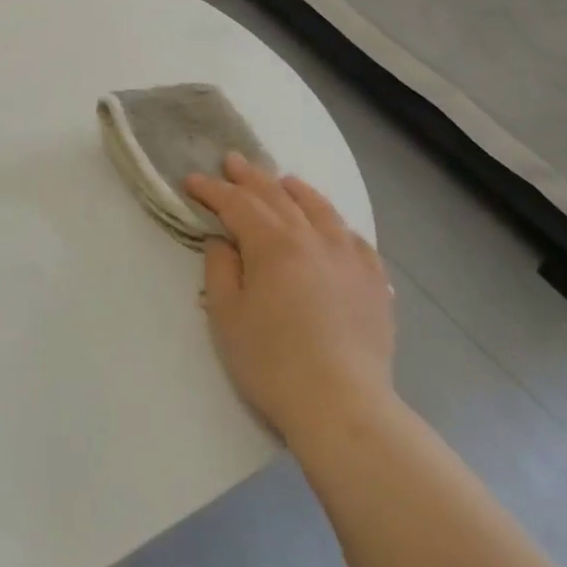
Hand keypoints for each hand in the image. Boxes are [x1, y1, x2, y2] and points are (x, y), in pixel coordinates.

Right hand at [184, 154, 395, 442]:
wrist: (342, 405)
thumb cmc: (271, 362)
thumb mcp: (226, 316)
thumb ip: (221, 269)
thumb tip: (222, 240)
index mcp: (273, 245)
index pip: (238, 204)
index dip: (212, 190)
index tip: (192, 181)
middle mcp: (314, 239)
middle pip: (278, 197)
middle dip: (250, 177)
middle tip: (232, 161)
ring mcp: (350, 258)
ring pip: (321, 210)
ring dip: (296, 191)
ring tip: (283, 180)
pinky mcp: (374, 282)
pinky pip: (354, 239)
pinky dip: (336, 224)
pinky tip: (332, 227)